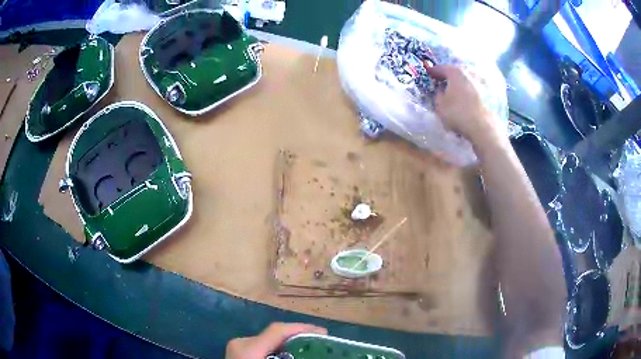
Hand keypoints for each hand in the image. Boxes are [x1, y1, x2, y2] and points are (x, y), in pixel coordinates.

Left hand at [225, 322, 326, 358]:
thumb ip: (291, 357)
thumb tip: (314, 355)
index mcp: (248, 349)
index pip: (278, 330)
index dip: (303, 328)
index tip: (324, 332)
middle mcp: (241, 343)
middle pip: (274, 334)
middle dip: (297, 336)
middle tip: (319, 343)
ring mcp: (237, 347)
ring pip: (268, 340)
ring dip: (287, 344)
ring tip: (306, 349)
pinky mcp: (238, 353)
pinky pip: (261, 347)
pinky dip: (276, 350)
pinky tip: (288, 357)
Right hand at [426, 65, 500, 145]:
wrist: (484, 128)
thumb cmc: (459, 113)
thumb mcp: (440, 105)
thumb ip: (438, 95)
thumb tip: (441, 91)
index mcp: (456, 73)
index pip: (442, 68)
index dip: (434, 71)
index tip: (429, 73)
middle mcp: (470, 74)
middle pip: (457, 72)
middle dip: (450, 76)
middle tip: (443, 81)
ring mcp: (481, 83)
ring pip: (468, 80)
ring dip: (461, 84)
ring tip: (457, 92)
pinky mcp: (490, 94)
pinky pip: (476, 90)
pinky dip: (470, 93)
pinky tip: (468, 100)